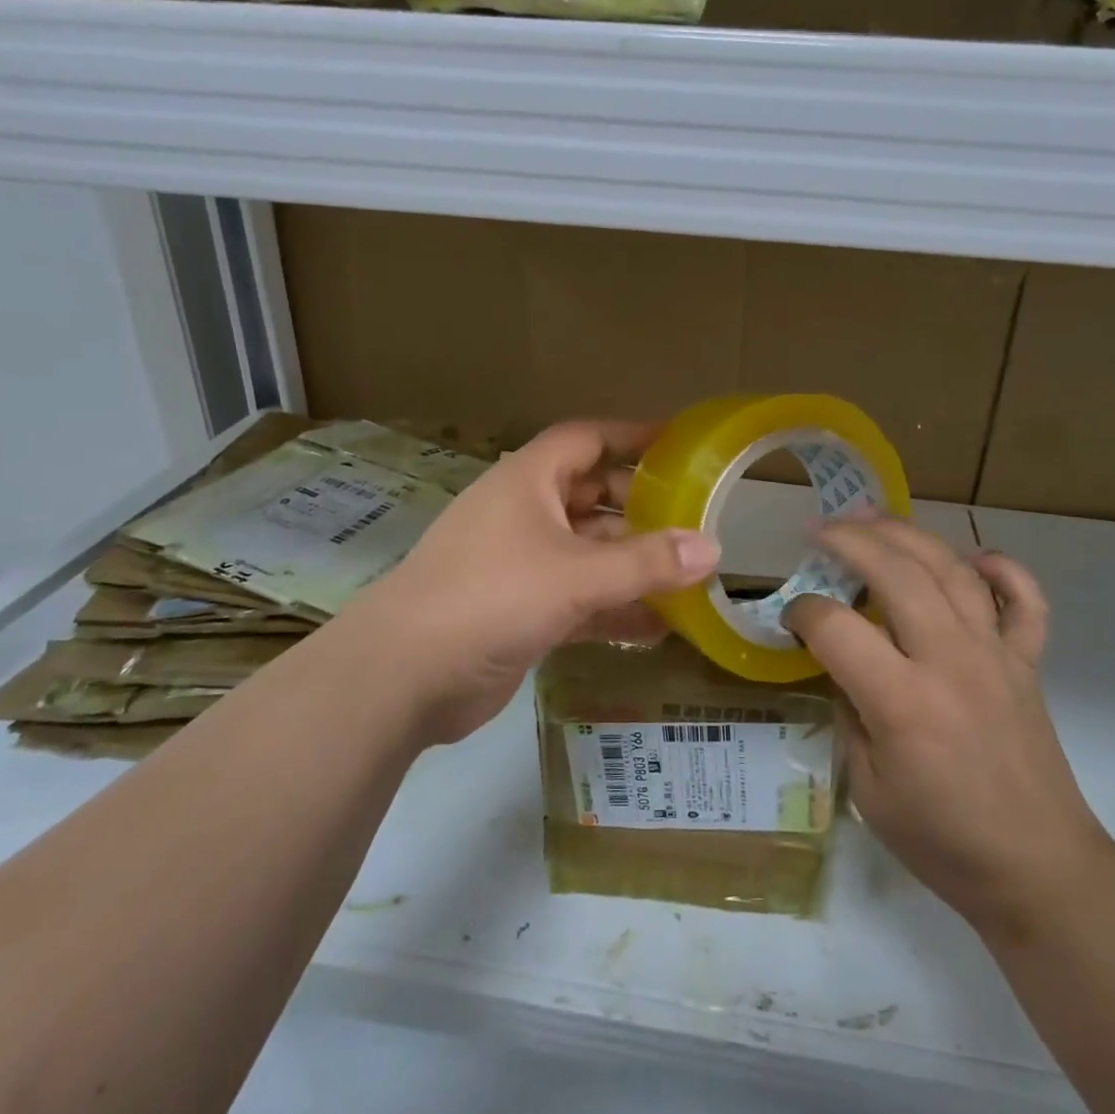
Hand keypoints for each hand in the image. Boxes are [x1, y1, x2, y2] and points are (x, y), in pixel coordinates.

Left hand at [344, 420, 719, 743]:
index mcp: (527, 481)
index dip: (630, 436)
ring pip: (587, 552)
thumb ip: (646, 562)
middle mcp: (523, 514)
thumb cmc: (490, 597)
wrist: (402, 677)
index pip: (586, 439)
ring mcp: (519, 564)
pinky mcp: (518, 610)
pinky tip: (656, 628)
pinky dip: (612, 608)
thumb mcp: (576, 574)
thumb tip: (712, 548)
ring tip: (688, 576)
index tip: (678, 444)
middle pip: (591, 497)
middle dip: (640, 507)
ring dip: (631, 564)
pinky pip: (577, 598)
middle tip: (693, 518)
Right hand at [785, 514, 1113, 939]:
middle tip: (819, 529)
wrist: (1039, 871)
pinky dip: (1002, 569)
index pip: (837, 628)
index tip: (791, 616)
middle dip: (849, 541)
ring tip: (871, 516)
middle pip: (896, 573)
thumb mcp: (866, 789)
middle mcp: (950, 662)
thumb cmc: (942, 841)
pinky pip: (1024, 601)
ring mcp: (996, 655)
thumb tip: (841, 664)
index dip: (803, 612)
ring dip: (907, 534)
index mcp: (902, 702)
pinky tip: (974, 556)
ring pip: (951, 569)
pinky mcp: (1028, 663)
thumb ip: (848, 714)